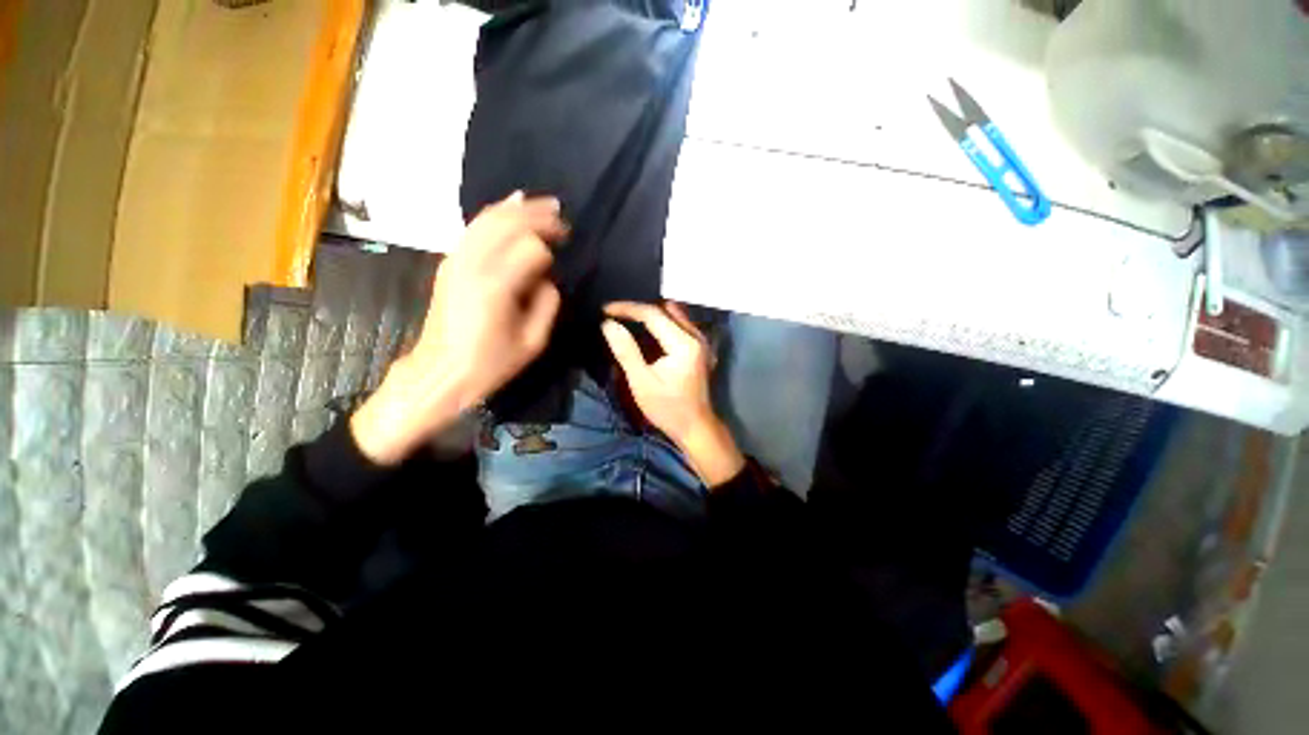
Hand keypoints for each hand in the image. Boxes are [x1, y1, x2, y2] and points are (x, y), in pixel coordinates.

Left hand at [352, 192, 567, 464]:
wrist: (441, 371)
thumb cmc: (491, 363)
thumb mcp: (533, 342)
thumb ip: (547, 303)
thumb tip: (547, 277)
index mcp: (497, 287)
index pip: (531, 248)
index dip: (550, 246)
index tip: (565, 247)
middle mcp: (474, 265)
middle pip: (508, 224)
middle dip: (537, 216)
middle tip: (561, 215)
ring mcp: (457, 260)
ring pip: (488, 219)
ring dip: (517, 208)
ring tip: (542, 203)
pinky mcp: (449, 263)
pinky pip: (473, 228)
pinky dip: (494, 213)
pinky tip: (509, 206)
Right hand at [601, 302, 744, 486]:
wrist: (695, 426)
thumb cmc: (667, 409)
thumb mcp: (641, 382)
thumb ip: (626, 351)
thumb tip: (608, 324)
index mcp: (683, 344)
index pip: (653, 314)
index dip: (627, 308)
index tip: (605, 310)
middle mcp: (696, 336)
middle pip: (665, 309)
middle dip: (638, 309)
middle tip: (615, 314)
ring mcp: (701, 341)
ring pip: (673, 314)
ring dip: (650, 314)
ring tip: (627, 319)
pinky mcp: (700, 347)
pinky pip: (679, 323)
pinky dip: (661, 322)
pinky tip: (647, 331)